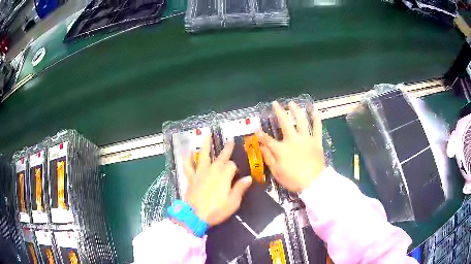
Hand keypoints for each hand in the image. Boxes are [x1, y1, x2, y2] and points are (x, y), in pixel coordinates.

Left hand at [183, 136, 252, 225]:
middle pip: (221, 157)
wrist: (194, 216)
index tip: (237, 174)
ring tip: (207, 134)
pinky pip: (188, 165)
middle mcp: (212, 170)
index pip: (232, 165)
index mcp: (224, 176)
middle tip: (230, 140)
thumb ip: (240, 188)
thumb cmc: (216, 210)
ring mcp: (200, 173)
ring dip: (205, 145)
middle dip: (227, 149)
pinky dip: (187, 158)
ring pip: (203, 156)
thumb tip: (248, 178)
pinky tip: (188, 150)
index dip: (235, 168)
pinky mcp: (191, 178)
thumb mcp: (233, 202)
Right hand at [257, 101, 325, 191]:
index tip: (256, 129)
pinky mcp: (316, 141)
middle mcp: (293, 139)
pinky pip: (317, 127)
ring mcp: (306, 139)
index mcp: (281, 148)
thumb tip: (260, 146)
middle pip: (285, 123)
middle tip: (275, 103)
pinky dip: (316, 118)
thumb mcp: (277, 172)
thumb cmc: (293, 179)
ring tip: (292, 103)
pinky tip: (314, 110)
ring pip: (301, 121)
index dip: (261, 134)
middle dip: (279, 112)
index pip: (268, 139)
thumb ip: (268, 157)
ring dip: (296, 111)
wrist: (314, 183)